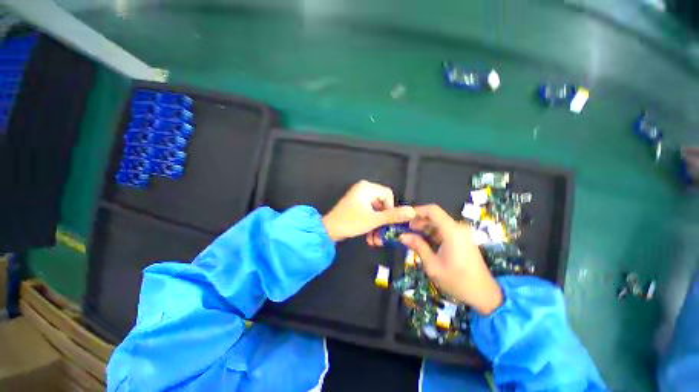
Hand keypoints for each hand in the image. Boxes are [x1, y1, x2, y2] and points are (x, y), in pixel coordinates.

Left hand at [322, 180, 415, 241]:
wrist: (329, 230)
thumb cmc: (351, 222)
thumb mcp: (374, 220)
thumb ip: (393, 215)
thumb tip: (412, 211)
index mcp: (367, 187)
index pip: (388, 194)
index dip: (391, 208)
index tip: (387, 222)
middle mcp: (363, 188)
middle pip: (382, 203)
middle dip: (383, 220)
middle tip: (382, 233)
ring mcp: (359, 197)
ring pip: (375, 209)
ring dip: (377, 224)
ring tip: (375, 239)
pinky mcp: (355, 205)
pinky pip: (368, 211)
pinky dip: (370, 222)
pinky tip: (370, 236)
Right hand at [400, 204, 502, 314]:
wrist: (484, 295)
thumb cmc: (457, 281)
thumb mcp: (433, 265)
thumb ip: (418, 246)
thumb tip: (402, 236)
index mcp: (452, 231)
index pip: (432, 210)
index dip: (417, 211)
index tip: (404, 218)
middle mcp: (458, 228)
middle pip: (435, 216)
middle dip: (418, 221)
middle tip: (405, 231)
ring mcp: (461, 233)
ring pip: (438, 223)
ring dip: (424, 228)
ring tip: (412, 238)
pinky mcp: (462, 239)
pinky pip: (444, 231)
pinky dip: (432, 234)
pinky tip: (424, 243)